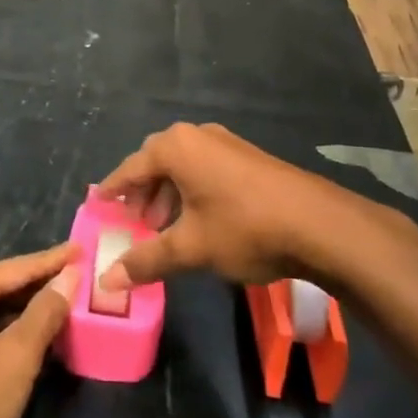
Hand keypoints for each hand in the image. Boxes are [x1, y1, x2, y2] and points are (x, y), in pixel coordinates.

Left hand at [0, 245, 78, 417]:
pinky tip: (35, 335)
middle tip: (81, 276)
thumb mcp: (17, 358)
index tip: (83, 248)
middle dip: (41, 283)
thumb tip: (68, 277)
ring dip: (27, 308)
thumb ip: (45, 313)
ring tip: (67, 302)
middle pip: (2, 284)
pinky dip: (9, 328)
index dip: (54, 261)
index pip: (17, 268)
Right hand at [97, 123, 362, 293]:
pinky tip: (199, 221)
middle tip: (133, 224)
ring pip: (183, 167)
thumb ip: (146, 261)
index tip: (98, 205)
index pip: (130, 169)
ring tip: (165, 229)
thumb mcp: (191, 248)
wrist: (319, 224)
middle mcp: (197, 135)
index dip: (113, 190)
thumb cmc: (244, 228)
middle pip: (155, 162)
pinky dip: (192, 191)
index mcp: (176, 147)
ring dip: (167, 195)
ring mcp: (225, 143)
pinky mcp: (247, 157)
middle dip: (142, 193)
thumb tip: (106, 282)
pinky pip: (205, 169)